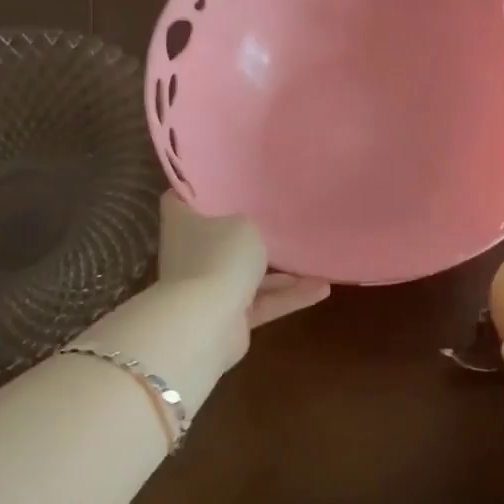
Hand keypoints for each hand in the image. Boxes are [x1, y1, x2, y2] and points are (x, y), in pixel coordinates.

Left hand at [155, 193, 328, 363]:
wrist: (207, 323)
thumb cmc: (220, 257)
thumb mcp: (244, 224)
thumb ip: (248, 224)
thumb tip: (247, 232)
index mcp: (183, 223)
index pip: (181, 197)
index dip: (199, 188)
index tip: (224, 180)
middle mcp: (191, 253)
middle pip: (217, 237)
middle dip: (244, 232)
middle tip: (275, 217)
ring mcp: (208, 287)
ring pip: (246, 273)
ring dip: (280, 271)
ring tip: (314, 259)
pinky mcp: (228, 317)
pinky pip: (262, 301)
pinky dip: (288, 296)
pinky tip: (321, 289)